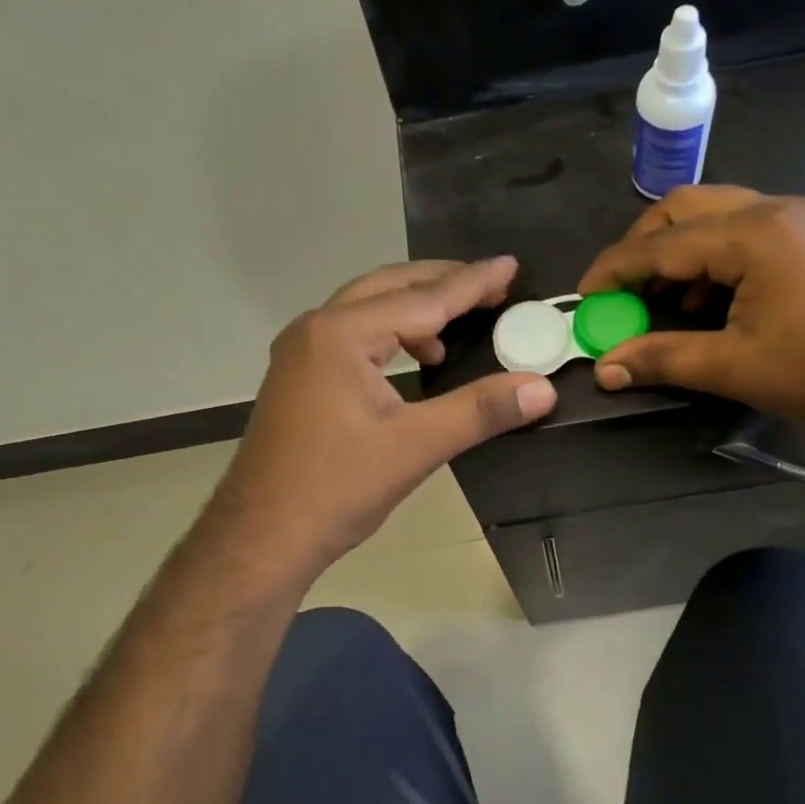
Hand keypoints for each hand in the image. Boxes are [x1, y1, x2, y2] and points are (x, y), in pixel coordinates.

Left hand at [206, 259, 556, 579]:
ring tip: (459, 323)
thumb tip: (543, 387)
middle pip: (389, 287)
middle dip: (441, 283)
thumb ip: (480, 411)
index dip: (472, 283)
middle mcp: (315, 329)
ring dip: (415, 309)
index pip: (422, 299)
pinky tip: (416, 360)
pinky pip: (353, 335)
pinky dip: (391, 335)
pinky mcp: (299, 377)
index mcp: (341, 335)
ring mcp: (301, 352)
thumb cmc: (336, 488)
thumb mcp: (415, 446)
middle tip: (491, 286)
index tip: (512, 265)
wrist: (261, 538)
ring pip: (368, 309)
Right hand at [578, 187, 804, 441]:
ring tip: (662, 302)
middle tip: (621, 292)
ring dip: (678, 252)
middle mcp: (773, 210)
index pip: (661, 242)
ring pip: (715, 217)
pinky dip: (711, 259)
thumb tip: (604, 367)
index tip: (583, 298)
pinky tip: (708, 302)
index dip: (614, 270)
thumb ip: (664, 358)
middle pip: (685, 208)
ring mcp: (798, 221)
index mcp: (753, 233)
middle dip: (642, 246)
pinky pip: (743, 233)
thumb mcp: (736, 367)